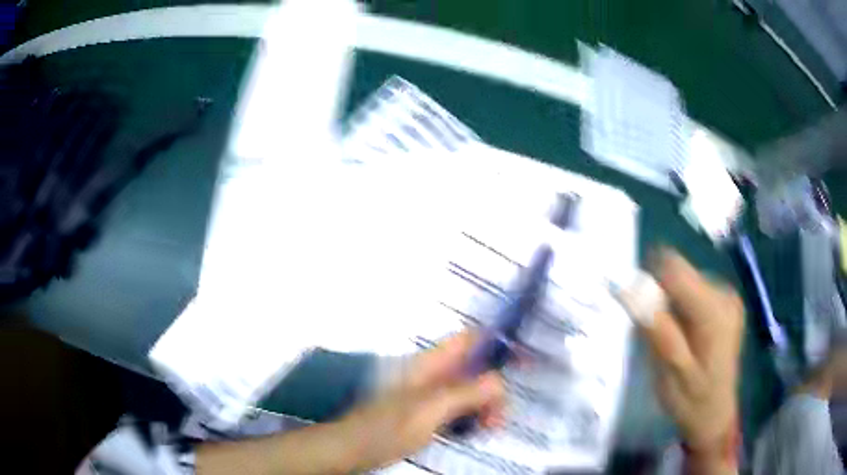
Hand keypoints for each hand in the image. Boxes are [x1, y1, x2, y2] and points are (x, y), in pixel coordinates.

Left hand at [336, 332, 504, 471]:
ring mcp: (428, 393)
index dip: (498, 344)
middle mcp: (432, 373)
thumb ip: (467, 393)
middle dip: (494, 388)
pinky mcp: (426, 411)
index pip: (471, 339)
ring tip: (489, 429)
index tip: (523, 363)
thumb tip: (500, 380)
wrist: (353, 448)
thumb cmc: (388, 427)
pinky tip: (473, 431)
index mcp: (431, 363)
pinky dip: (470, 416)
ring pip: (469, 390)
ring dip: (484, 405)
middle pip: (475, 368)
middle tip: (498, 418)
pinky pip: (457, 407)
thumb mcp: (431, 409)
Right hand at [619, 249, 742, 472]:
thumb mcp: (670, 373)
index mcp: (714, 310)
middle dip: (660, 299)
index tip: (640, 315)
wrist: (715, 414)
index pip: (674, 268)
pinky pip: (692, 289)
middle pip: (679, 273)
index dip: (649, 283)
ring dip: (669, 305)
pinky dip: (679, 308)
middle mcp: (724, 293)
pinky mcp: (723, 301)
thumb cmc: (692, 400)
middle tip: (656, 338)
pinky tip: (683, 335)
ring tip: (670, 339)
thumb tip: (628, 289)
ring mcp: (726, 295)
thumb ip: (656, 329)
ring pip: (683, 280)